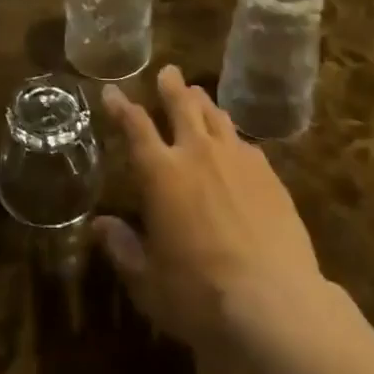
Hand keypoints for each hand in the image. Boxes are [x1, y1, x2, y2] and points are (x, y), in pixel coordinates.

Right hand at [94, 65, 325, 351]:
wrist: (274, 301)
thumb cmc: (200, 295)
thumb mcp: (148, 283)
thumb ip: (123, 249)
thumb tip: (99, 226)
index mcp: (161, 174)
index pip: (135, 127)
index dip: (121, 107)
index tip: (112, 91)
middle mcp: (197, 153)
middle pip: (182, 105)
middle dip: (171, 86)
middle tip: (168, 71)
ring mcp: (237, 158)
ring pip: (216, 115)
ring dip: (203, 102)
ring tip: (197, 94)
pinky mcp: (268, 172)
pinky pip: (245, 141)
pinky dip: (232, 134)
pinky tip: (235, 142)